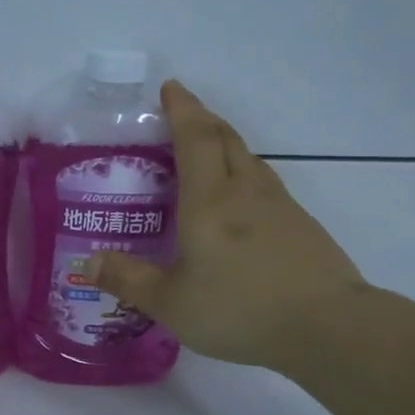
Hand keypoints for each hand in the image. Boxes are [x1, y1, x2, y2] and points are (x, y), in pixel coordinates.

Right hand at [87, 81, 364, 372]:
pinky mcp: (302, 226)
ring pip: (250, 159)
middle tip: (185, 113)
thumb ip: (129, 280)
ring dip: (228, 144)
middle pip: (226, 139)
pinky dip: (247, 175)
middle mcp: (245, 192)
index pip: (194, 138)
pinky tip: (244, 202)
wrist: (326, 326)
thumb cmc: (239, 309)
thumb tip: (88, 262)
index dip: (182, 109)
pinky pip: (267, 185)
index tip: (171, 87)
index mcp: (209, 200)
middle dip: (204, 119)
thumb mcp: (171, 303)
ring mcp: (280, 206)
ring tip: (210, 151)